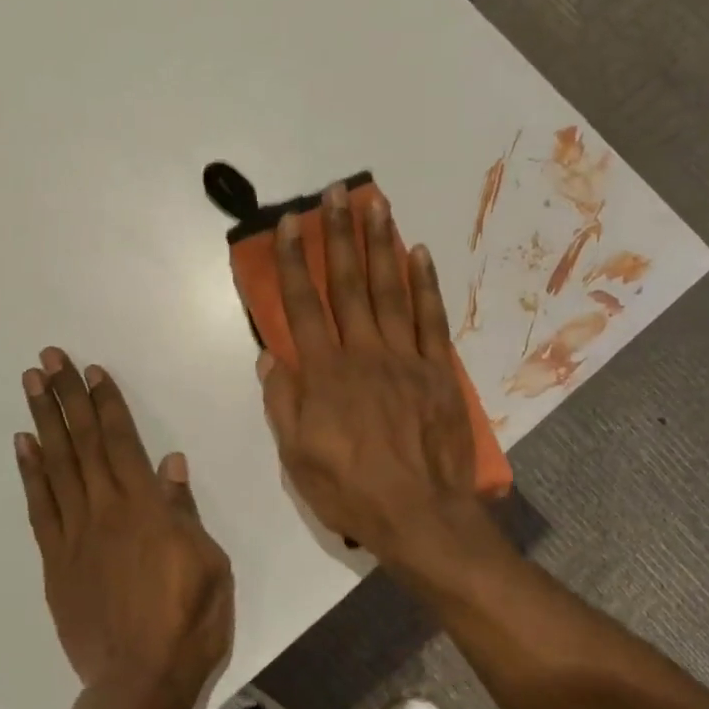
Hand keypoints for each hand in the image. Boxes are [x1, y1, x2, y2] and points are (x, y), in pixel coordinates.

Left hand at [16, 348, 233, 708]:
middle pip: (83, 443)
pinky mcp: (55, 562)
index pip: (122, 442)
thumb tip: (171, 464)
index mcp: (145, 508)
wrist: (139, 682)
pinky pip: (40, 508)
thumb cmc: (189, 622)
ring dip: (43, 422)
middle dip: (66, 397)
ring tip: (31, 385)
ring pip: (56, 466)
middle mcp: (104, 511)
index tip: (91, 371)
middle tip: (48, 358)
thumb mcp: (209, 563)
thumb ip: (184, 511)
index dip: (106, 403)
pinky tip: (24, 446)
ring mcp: (74, 536)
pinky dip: (30, 473)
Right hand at [258, 184, 490, 573]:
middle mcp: (364, 354)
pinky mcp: (439, 371)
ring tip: (376, 204)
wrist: (420, 515)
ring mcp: (406, 359)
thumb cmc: (350, 490)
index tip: (287, 225)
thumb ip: (282, 403)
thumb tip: (270, 358)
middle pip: (347, 285)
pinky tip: (419, 253)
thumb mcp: (297, 457)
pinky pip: (431, 319)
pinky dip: (425, 284)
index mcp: (325, 375)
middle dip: (339, 236)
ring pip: (390, 290)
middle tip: (337, 193)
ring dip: (381, 245)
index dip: (292, 263)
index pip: (302, 306)